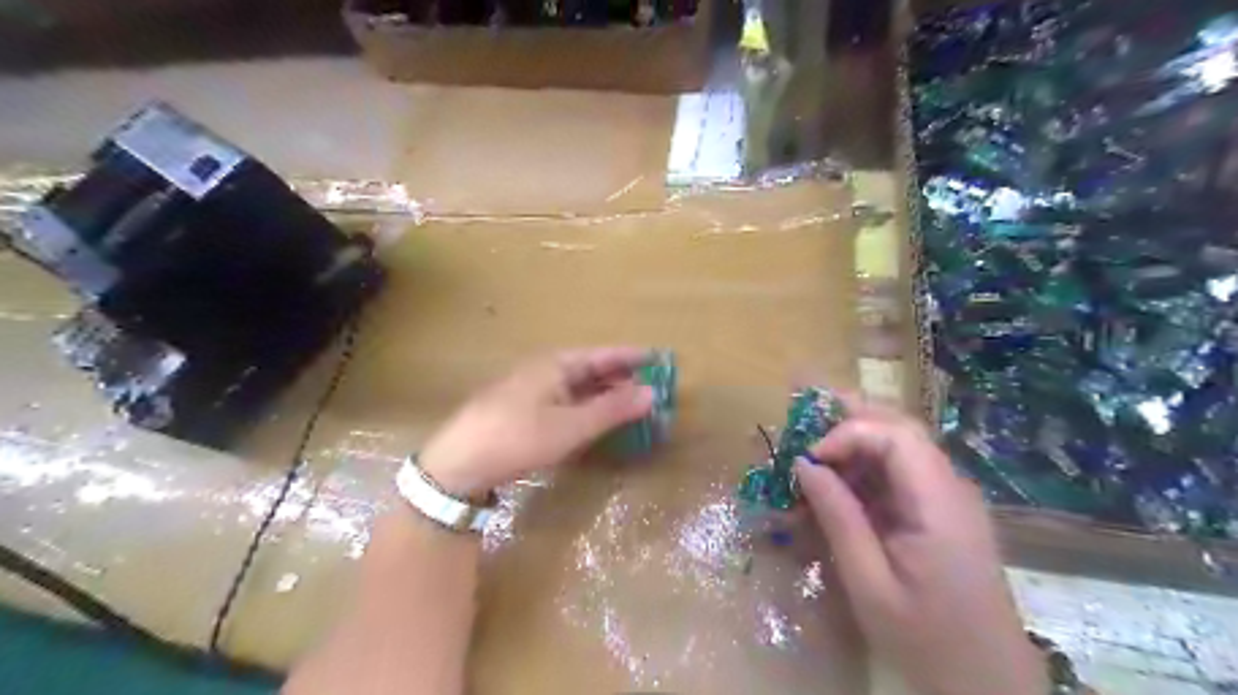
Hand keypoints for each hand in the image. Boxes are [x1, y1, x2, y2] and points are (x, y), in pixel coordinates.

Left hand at [417, 346, 656, 497]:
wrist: (458, 464)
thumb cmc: (518, 438)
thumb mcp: (571, 426)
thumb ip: (612, 409)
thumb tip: (652, 392)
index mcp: (556, 364)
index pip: (604, 354)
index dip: (633, 357)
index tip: (661, 359)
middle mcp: (544, 371)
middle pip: (591, 369)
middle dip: (622, 377)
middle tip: (652, 387)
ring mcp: (531, 391)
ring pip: (577, 387)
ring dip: (605, 395)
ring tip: (631, 404)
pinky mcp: (522, 412)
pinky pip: (564, 402)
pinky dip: (586, 408)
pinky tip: (594, 420)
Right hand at [797, 395, 1047, 694]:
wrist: (987, 680)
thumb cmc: (926, 639)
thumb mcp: (869, 584)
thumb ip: (839, 518)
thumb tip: (804, 464)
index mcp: (939, 504)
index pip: (895, 435)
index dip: (847, 433)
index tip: (808, 459)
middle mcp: (950, 487)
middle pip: (900, 428)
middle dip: (848, 418)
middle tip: (803, 419)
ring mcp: (948, 497)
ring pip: (898, 445)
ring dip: (853, 442)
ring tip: (812, 453)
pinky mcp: (940, 511)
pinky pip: (899, 472)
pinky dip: (863, 468)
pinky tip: (837, 484)